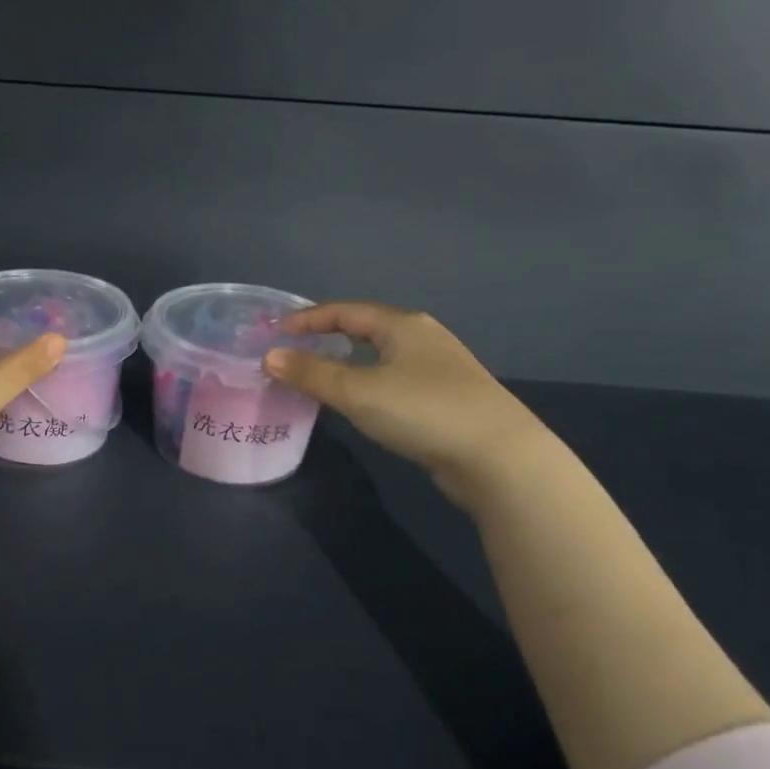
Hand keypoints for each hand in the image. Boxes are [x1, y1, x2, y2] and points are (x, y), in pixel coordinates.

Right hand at [263, 302, 549, 507]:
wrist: (500, 458)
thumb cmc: (423, 411)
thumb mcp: (358, 391)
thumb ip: (311, 373)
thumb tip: (269, 356)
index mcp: (402, 324)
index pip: (344, 310)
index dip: (308, 318)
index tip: (277, 331)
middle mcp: (423, 337)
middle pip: (366, 327)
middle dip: (329, 336)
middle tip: (296, 350)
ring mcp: (441, 367)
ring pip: (383, 355)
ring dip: (350, 361)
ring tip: (322, 375)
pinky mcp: (449, 398)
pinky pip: (396, 378)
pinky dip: (370, 382)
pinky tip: (363, 402)